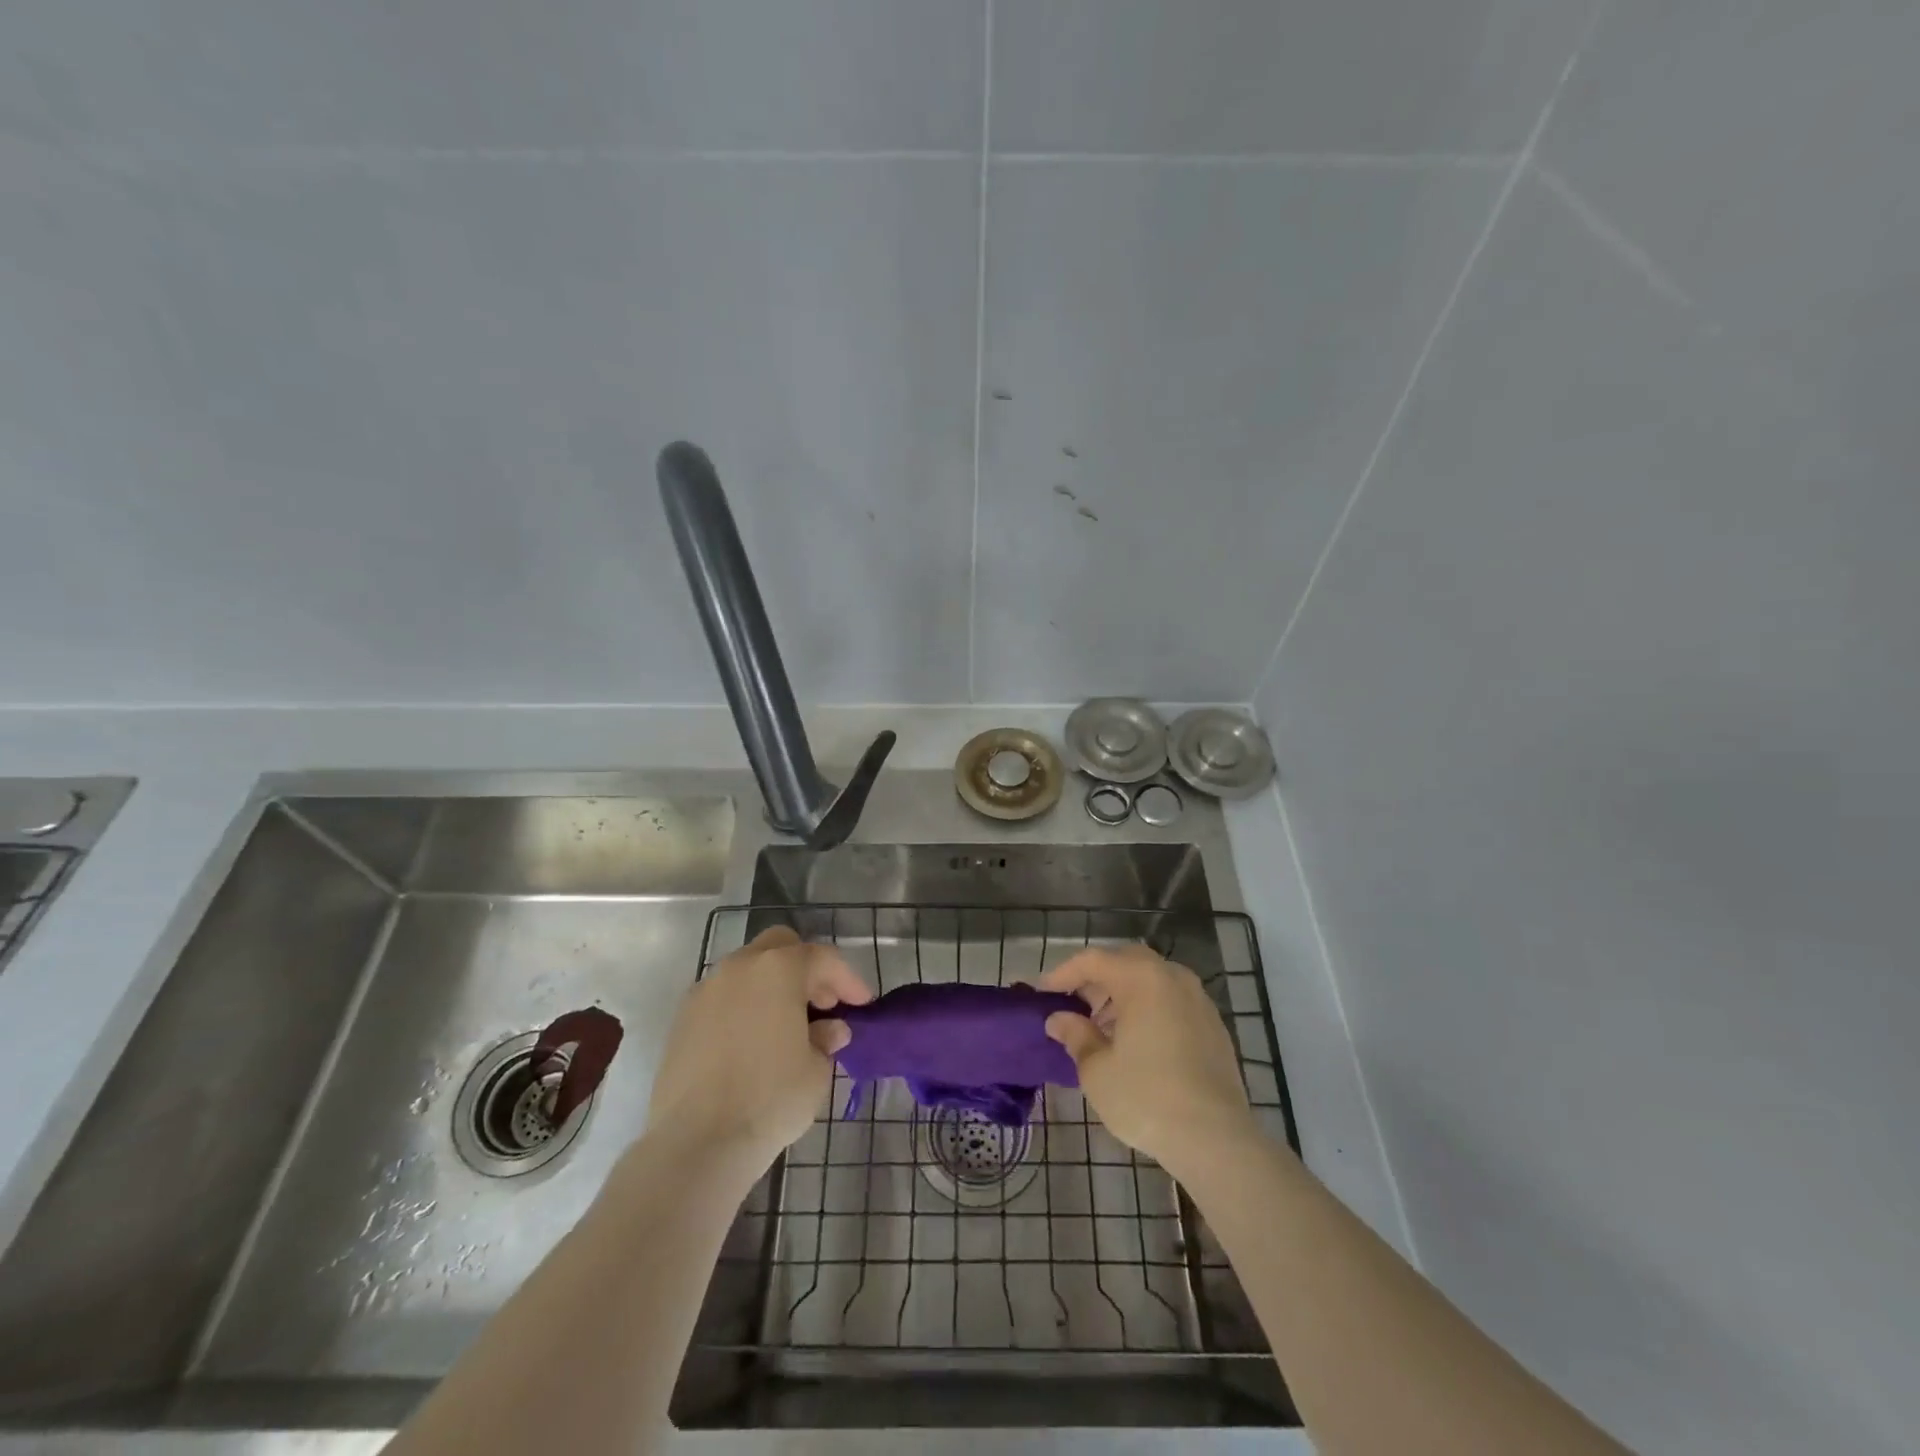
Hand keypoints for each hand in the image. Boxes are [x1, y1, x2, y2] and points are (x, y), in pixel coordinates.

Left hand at [646, 925, 870, 1170]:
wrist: (696, 1144)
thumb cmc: (769, 1100)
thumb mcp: (816, 1071)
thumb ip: (826, 1040)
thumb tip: (829, 1030)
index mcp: (778, 969)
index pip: (822, 958)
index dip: (847, 979)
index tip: (862, 1004)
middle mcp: (739, 967)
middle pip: (780, 947)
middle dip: (806, 968)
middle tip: (823, 1004)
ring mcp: (705, 990)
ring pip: (748, 969)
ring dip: (772, 986)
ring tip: (788, 1024)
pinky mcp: (682, 1019)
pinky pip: (723, 997)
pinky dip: (744, 1006)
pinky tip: (753, 1041)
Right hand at [1039, 944, 1255, 1171]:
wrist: (1216, 1139)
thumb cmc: (1146, 1097)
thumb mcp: (1097, 1069)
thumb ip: (1075, 1035)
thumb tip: (1058, 1019)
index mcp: (1142, 978)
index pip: (1093, 960)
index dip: (1063, 974)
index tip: (1041, 992)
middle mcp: (1172, 977)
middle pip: (1125, 962)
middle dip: (1096, 979)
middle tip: (1073, 1004)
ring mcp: (1198, 1000)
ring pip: (1151, 980)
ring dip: (1122, 994)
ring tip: (1101, 1027)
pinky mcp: (1214, 1025)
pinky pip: (1171, 1001)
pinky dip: (1148, 1008)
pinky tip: (1136, 1042)